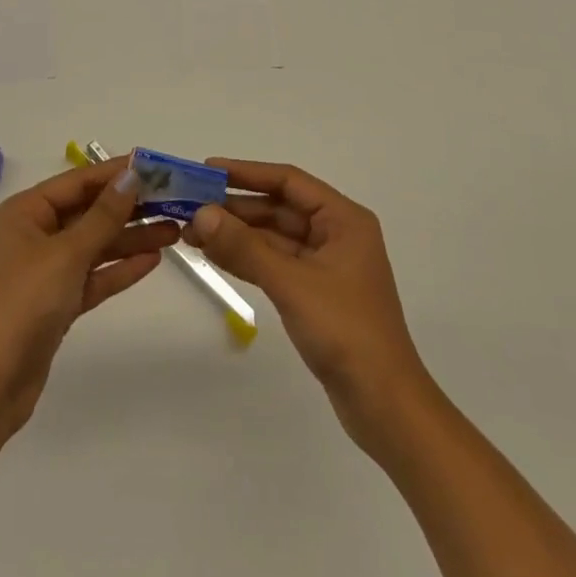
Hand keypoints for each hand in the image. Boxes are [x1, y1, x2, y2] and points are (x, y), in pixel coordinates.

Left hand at [0, 160, 179, 435]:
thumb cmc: (24, 303)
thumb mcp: (67, 253)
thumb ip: (103, 215)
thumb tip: (132, 175)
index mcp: (27, 212)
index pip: (78, 181)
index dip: (116, 172)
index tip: (156, 167)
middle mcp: (35, 234)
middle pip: (89, 212)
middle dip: (129, 207)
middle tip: (174, 200)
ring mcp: (46, 270)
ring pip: (96, 245)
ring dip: (131, 238)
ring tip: (174, 230)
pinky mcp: (58, 302)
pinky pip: (93, 275)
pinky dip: (120, 268)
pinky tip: (152, 260)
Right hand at [184, 158, 426, 450]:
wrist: (385, 406)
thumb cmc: (346, 332)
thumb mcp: (291, 283)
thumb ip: (245, 247)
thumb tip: (201, 214)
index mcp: (343, 219)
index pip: (288, 181)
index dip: (247, 173)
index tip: (207, 170)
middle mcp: (336, 234)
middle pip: (279, 208)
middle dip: (236, 208)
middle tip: (190, 207)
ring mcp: (326, 265)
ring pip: (274, 237)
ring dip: (237, 234)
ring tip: (193, 232)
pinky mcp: (315, 293)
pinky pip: (275, 263)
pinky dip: (247, 258)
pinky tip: (216, 255)